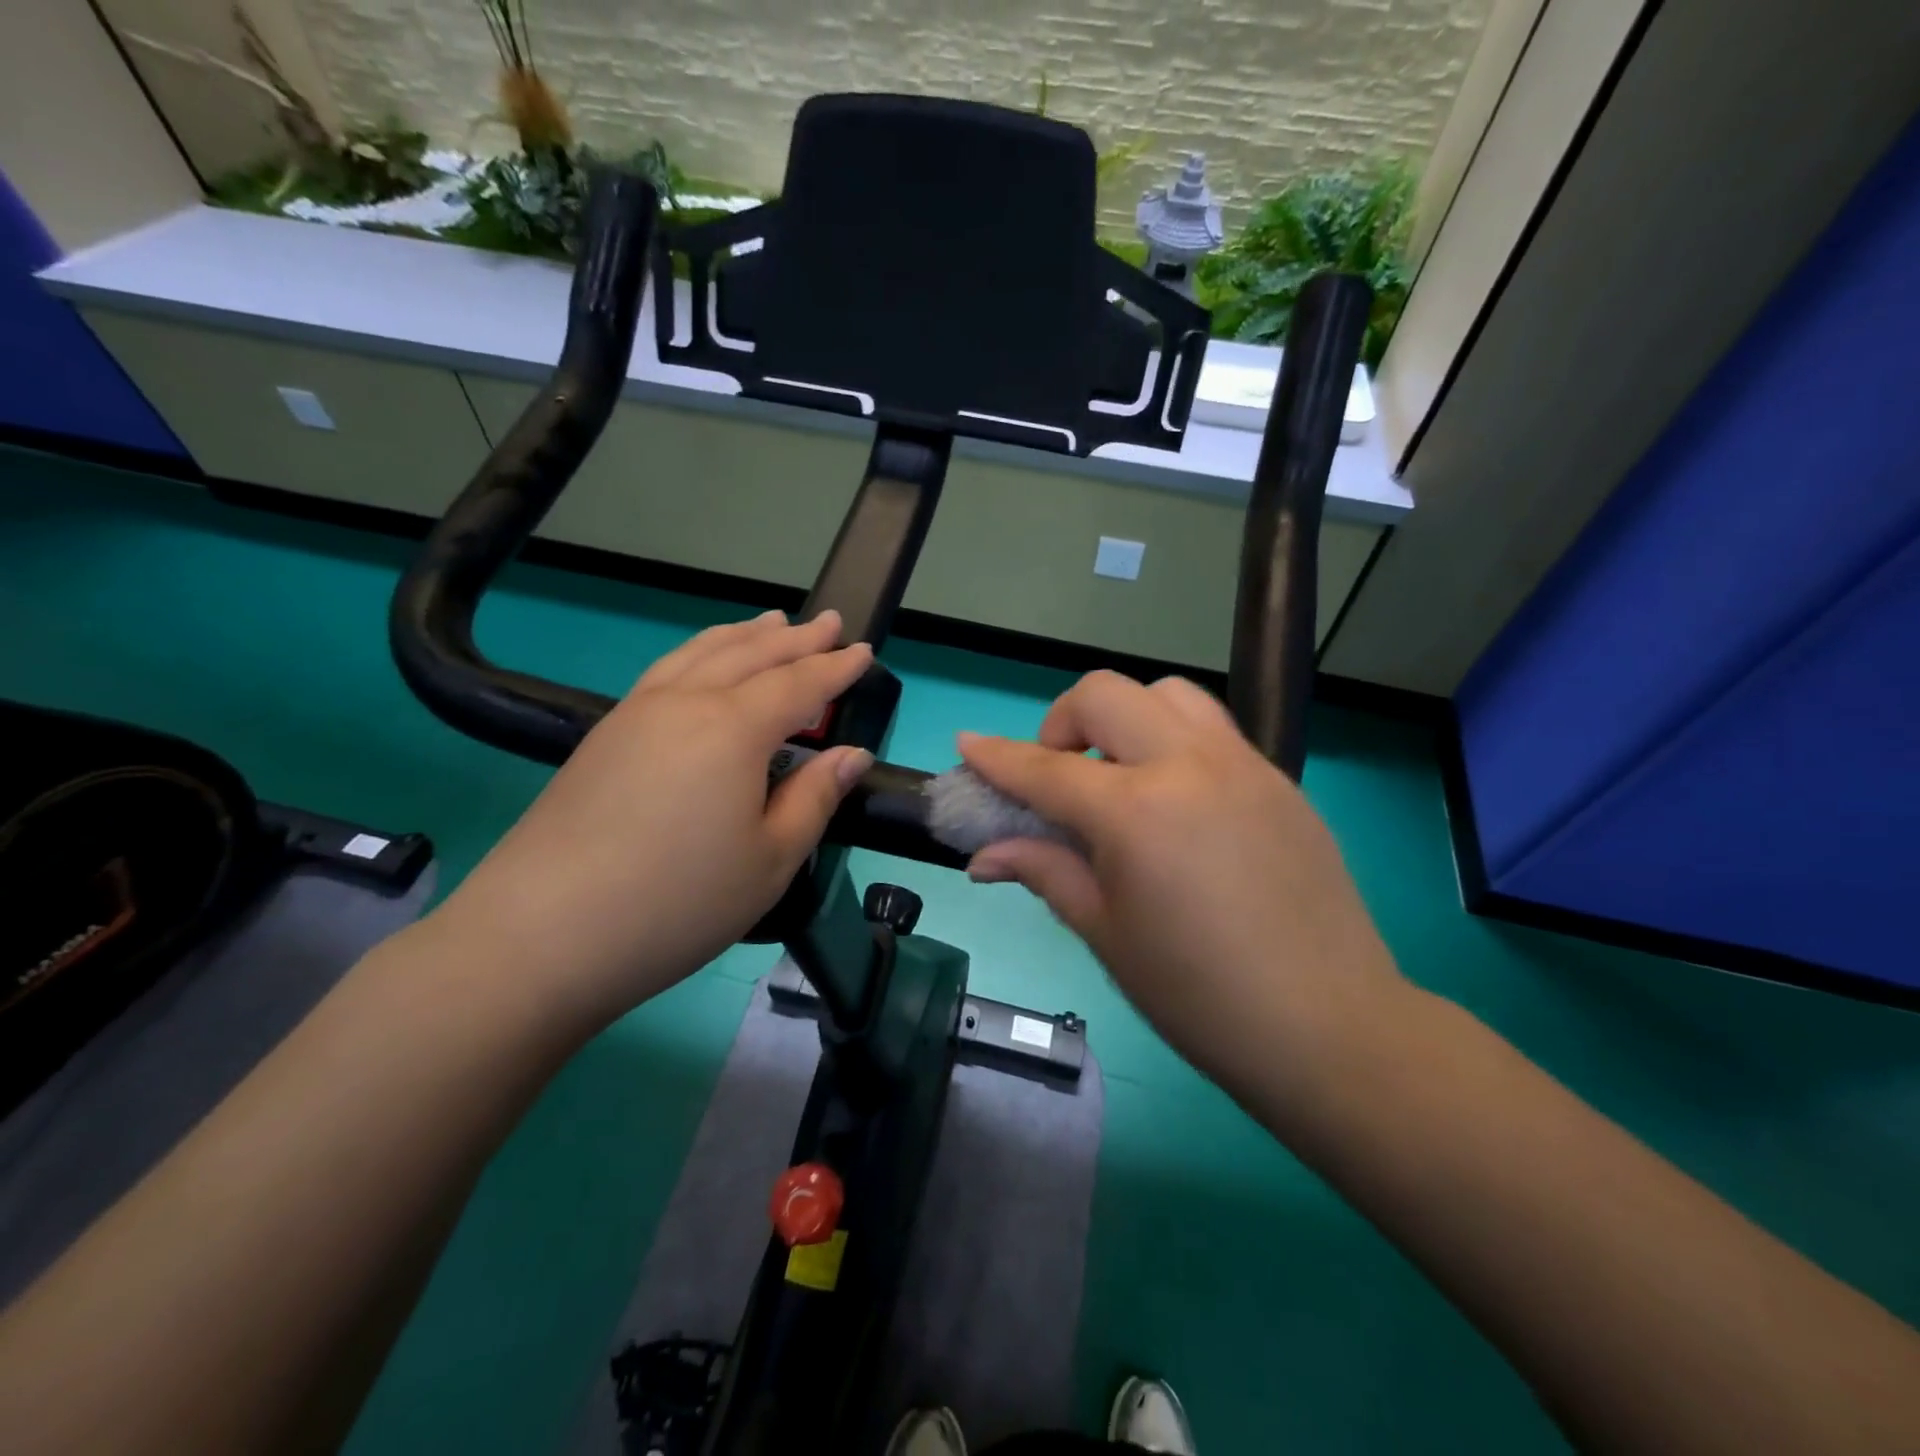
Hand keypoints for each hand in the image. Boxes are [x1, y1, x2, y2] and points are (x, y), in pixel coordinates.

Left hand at [432, 609, 873, 1029]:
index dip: (835, 668)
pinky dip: (701, 652)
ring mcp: (637, 714)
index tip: (865, 651)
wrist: (541, 935)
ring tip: (772, 621)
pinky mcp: (604, 735)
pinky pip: (667, 670)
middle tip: (831, 621)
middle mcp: (686, 703)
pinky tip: (704, 662)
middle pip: (751, 655)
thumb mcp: (770, 861)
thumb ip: (814, 798)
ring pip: (702, 653)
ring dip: (745, 635)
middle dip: (796, 638)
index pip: (799, 685)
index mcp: (733, 729)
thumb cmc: (677, 903)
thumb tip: (850, 753)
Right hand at [958, 671, 1405, 1099]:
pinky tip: (1175, 802)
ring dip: (1125, 719)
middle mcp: (1188, 766)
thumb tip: (984, 857)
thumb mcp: (1106, 933)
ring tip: (1119, 775)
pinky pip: (1211, 730)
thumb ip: (1044, 872)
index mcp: (1136, 812)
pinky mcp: (1278, 779)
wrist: (1329, 1026)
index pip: (1045, 768)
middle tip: (1059, 774)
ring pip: (1167, 694)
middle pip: (1104, 695)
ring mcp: (1242, 764)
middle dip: (1062, 722)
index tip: (967, 744)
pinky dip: (1172, 742)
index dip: (997, 756)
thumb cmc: (1199, 995)